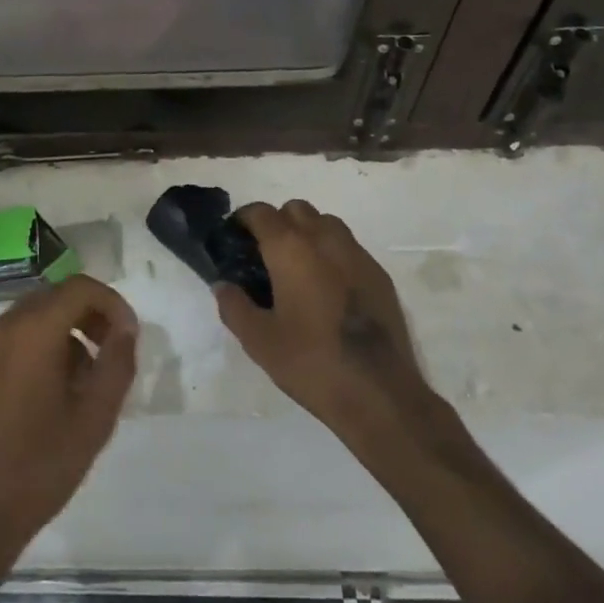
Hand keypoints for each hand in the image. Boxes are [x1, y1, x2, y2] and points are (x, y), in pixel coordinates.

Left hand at [0, 277, 137, 565]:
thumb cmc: (38, 468)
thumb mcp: (94, 419)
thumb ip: (117, 364)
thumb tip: (125, 329)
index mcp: (32, 331)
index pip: (79, 288)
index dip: (111, 303)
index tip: (128, 335)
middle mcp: (0, 327)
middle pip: (52, 298)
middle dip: (87, 317)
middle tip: (109, 354)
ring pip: (28, 319)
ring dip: (60, 334)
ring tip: (78, 382)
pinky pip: (5, 342)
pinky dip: (32, 349)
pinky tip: (41, 396)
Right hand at [214, 200, 430, 440]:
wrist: (379, 393)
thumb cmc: (311, 362)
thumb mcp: (258, 340)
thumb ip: (234, 306)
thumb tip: (223, 285)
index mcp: (290, 248)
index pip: (261, 212)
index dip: (243, 219)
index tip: (234, 238)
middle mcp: (324, 239)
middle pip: (296, 209)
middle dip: (278, 222)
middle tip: (266, 254)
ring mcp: (357, 254)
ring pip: (326, 223)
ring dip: (308, 233)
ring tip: (298, 267)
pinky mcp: (379, 275)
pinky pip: (349, 248)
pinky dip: (333, 254)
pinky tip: (329, 288)